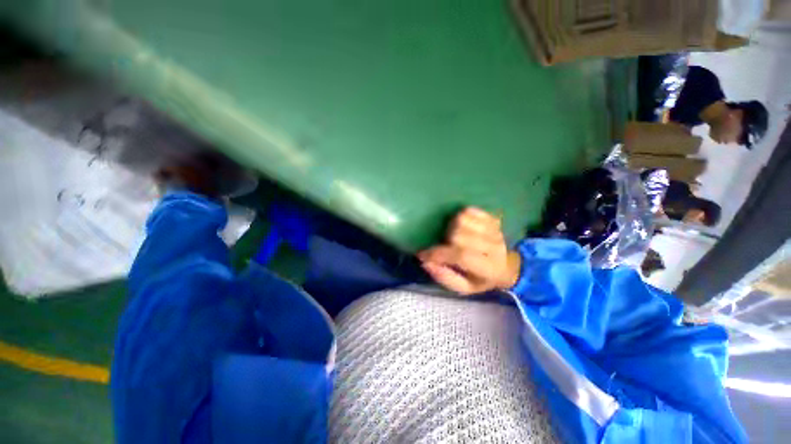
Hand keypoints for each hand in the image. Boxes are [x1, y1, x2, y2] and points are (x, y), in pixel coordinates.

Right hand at [417, 207, 520, 294]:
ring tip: (454, 235)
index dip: (438, 254)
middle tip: (446, 246)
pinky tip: (463, 226)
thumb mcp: (465, 288)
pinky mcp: (492, 218)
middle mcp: (494, 247)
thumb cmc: (482, 279)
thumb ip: (445, 277)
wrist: (508, 266)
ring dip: (453, 226)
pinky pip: (470, 210)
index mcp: (489, 269)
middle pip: (459, 234)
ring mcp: (494, 230)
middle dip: (447, 240)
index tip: (422, 254)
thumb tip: (425, 262)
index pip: (461, 256)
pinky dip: (461, 216)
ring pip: (462, 219)